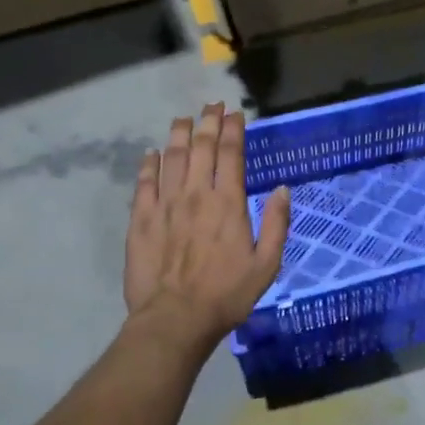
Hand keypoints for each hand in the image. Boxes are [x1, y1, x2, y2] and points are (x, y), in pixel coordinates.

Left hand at [124, 103, 290, 348]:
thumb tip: (283, 190)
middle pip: (201, 148)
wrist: (175, 318)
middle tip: (211, 105)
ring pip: (172, 158)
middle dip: (208, 122)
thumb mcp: (266, 264)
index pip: (231, 155)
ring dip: (179, 135)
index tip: (235, 113)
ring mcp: (165, 204)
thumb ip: (277, 224)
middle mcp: (196, 195)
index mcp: (228, 203)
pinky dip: (150, 164)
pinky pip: (145, 182)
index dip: (233, 130)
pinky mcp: (141, 219)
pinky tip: (152, 153)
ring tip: (184, 119)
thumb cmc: (227, 294)